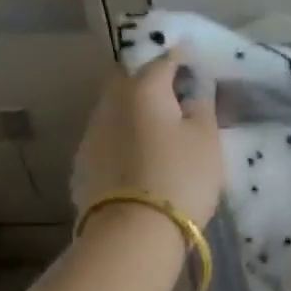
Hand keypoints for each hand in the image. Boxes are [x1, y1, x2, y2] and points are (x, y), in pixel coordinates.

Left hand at [71, 53, 223, 226]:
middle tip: (176, 94)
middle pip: (131, 81)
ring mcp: (91, 134)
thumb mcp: (207, 141)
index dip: (181, 58)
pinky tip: (140, 156)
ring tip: (160, 127)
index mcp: (142, 90)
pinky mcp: (83, 164)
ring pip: (117, 110)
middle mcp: (110, 103)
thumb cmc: (181, 177)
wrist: (134, 231)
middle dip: (152, 81)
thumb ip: (202, 107)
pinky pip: (109, 138)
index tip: (194, 60)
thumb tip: (196, 88)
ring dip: (136, 111)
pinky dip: (126, 138)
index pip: (163, 60)